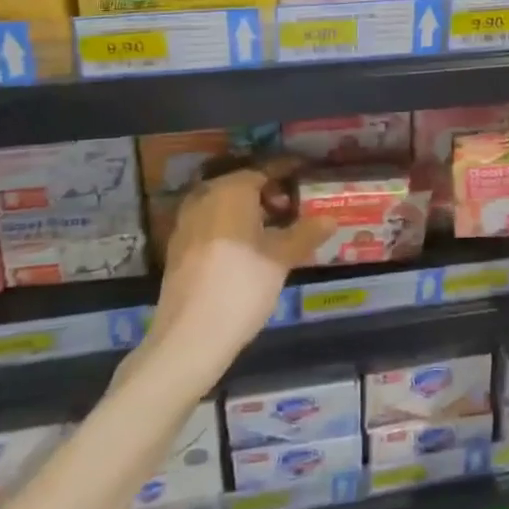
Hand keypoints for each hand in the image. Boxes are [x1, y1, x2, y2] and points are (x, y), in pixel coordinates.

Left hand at [143, 159, 330, 379]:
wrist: (189, 338)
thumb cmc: (241, 286)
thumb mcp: (281, 259)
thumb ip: (306, 233)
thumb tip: (331, 218)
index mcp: (231, 190)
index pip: (265, 170)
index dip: (287, 171)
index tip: (305, 173)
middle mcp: (205, 197)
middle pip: (242, 186)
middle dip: (268, 193)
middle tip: (294, 208)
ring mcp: (187, 223)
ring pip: (224, 205)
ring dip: (248, 211)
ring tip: (274, 230)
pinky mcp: (178, 248)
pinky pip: (211, 224)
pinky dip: (231, 227)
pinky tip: (247, 249)